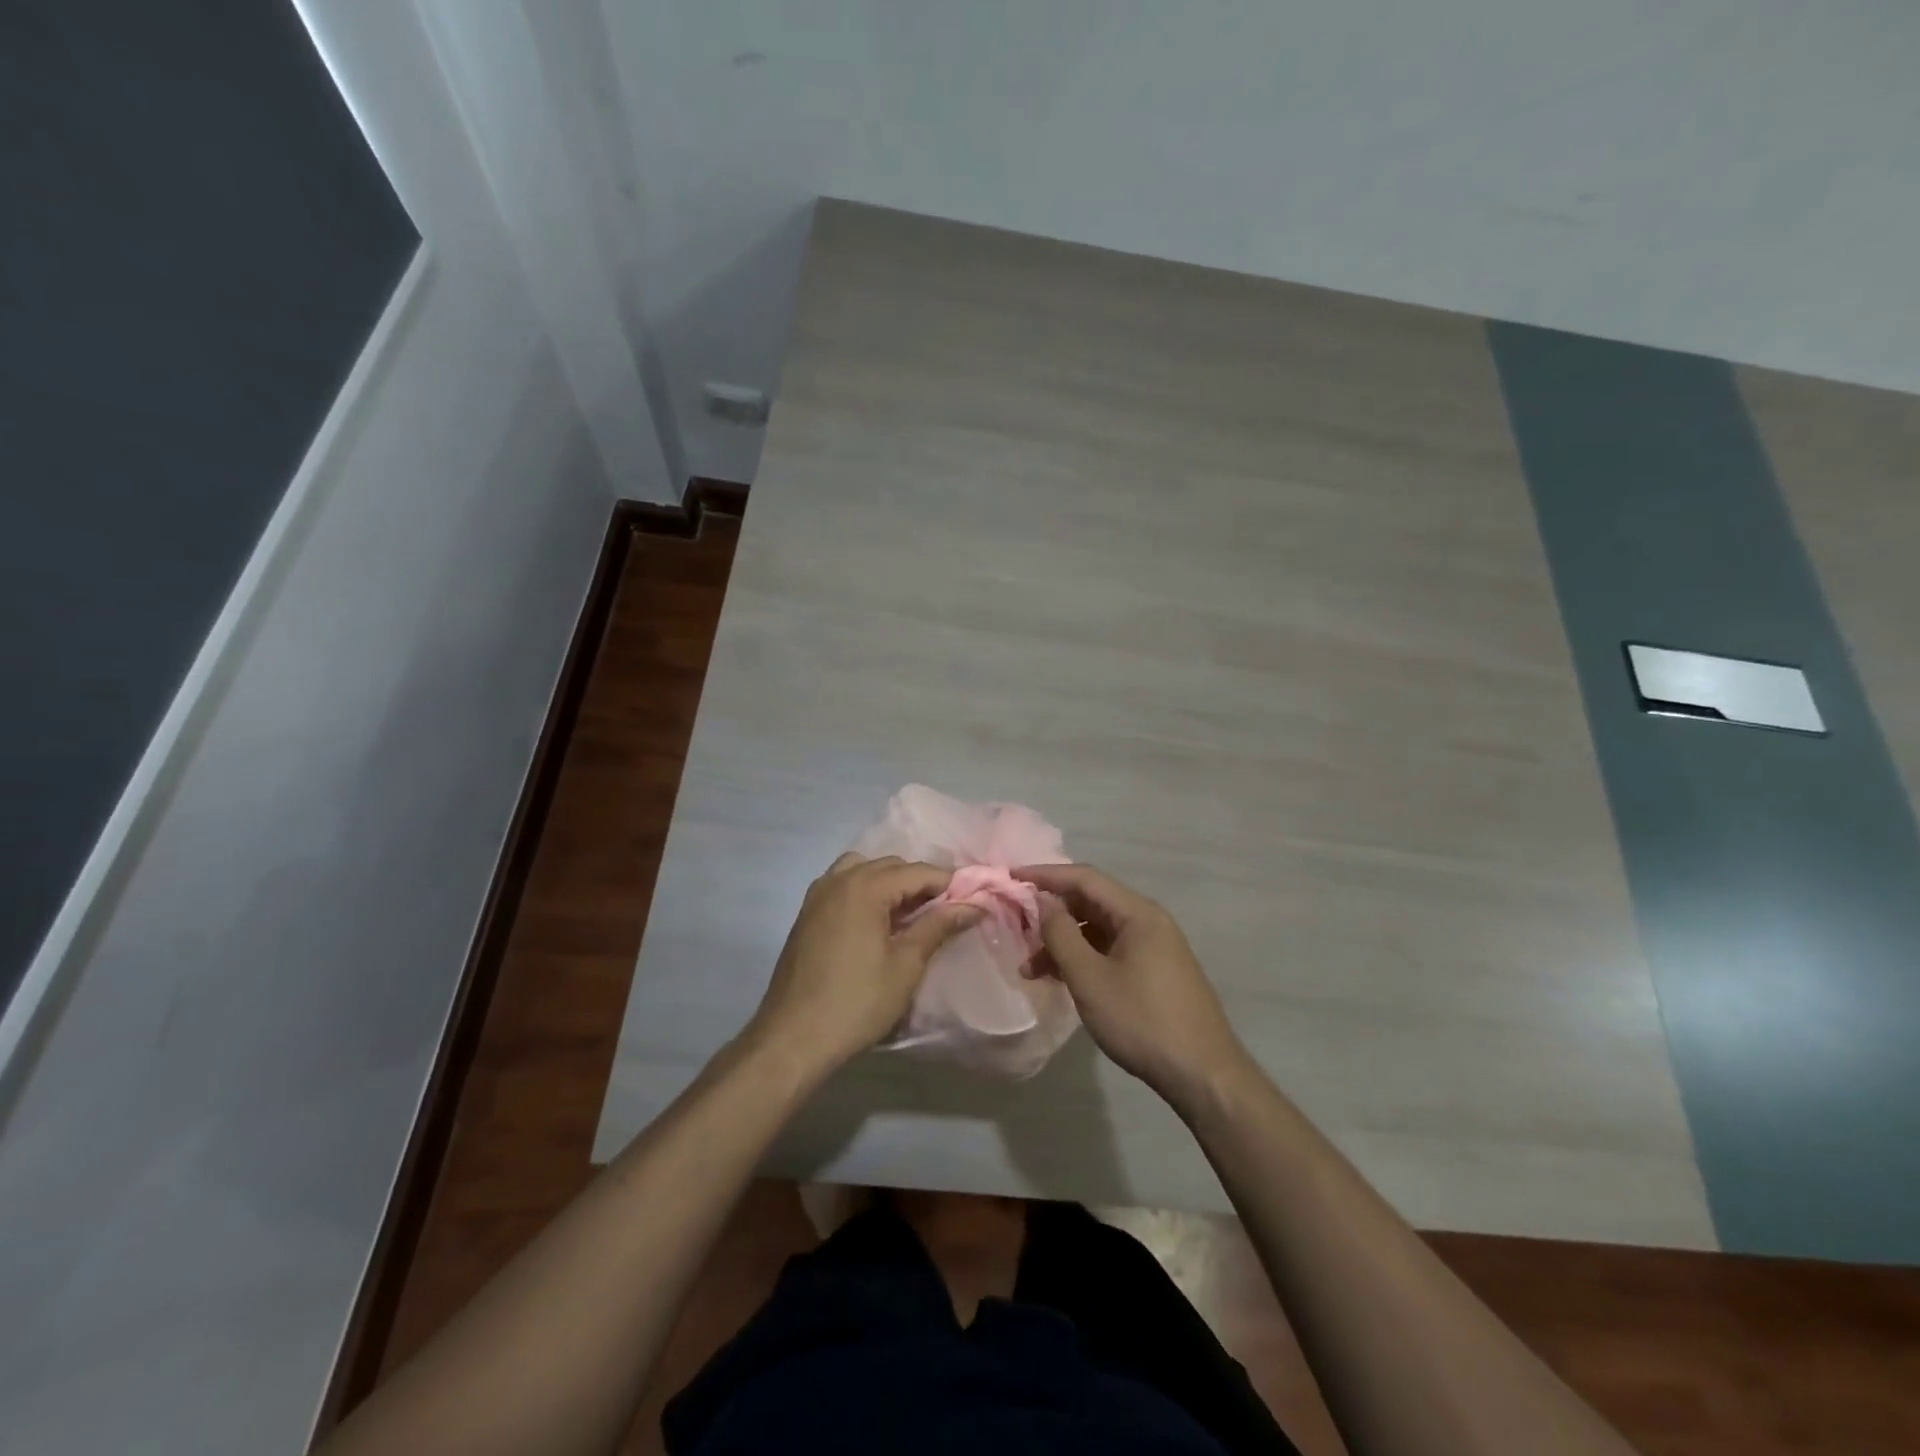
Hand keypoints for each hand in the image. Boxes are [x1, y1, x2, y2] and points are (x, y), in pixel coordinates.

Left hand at [746, 853, 980, 1076]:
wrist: (792, 1038)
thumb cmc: (856, 1003)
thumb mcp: (906, 965)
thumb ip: (938, 926)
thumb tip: (974, 905)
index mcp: (865, 887)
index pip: (918, 871)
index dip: (949, 883)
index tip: (974, 899)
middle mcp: (839, 879)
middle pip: (891, 866)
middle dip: (920, 883)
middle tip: (946, 912)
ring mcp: (818, 894)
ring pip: (864, 870)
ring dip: (890, 883)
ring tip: (910, 915)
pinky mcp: (807, 913)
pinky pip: (843, 885)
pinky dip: (865, 891)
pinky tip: (877, 921)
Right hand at [1013, 863, 1251, 1104]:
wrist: (1203, 1075)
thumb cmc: (1142, 1020)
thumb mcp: (1090, 977)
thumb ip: (1061, 934)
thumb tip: (1043, 901)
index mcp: (1137, 913)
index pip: (1084, 878)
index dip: (1045, 875)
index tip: (1010, 877)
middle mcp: (1148, 921)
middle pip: (1091, 902)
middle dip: (1051, 913)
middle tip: (1016, 925)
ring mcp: (1154, 948)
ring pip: (1098, 931)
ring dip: (1064, 942)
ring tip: (1030, 969)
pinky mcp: (1155, 972)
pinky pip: (1110, 951)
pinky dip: (1083, 959)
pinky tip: (1061, 979)